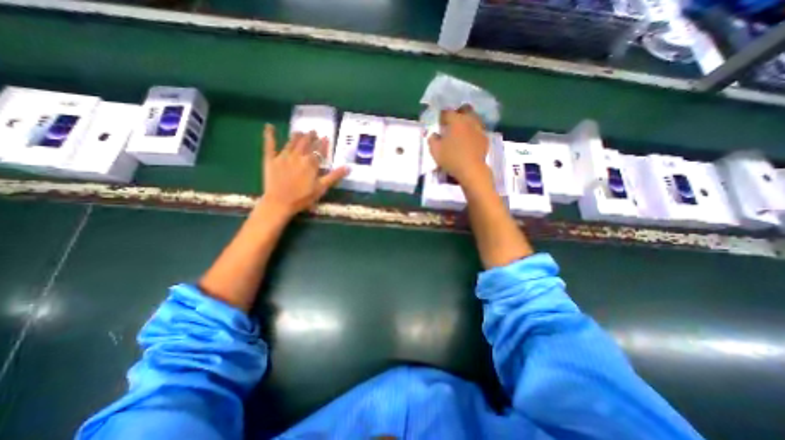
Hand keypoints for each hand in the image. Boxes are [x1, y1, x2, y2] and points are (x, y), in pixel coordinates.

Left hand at [260, 122, 347, 217]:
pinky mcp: (270, 160)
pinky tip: (269, 127)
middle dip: (310, 137)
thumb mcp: (321, 188)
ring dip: (297, 136)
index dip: (323, 144)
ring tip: (300, 131)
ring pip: (291, 142)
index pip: (319, 150)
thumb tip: (348, 167)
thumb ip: (334, 176)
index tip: (326, 137)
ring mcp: (283, 156)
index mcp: (310, 163)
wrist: (279, 203)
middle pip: (305, 143)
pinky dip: (269, 135)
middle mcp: (298, 156)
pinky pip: (270, 145)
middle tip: (313, 131)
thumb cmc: (303, 197)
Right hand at [429, 108, 488, 188]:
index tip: (439, 123)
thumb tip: (434, 134)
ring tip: (460, 132)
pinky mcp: (485, 138)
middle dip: (458, 113)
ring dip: (466, 122)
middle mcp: (469, 120)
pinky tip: (469, 140)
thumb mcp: (435, 150)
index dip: (441, 116)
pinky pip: (478, 130)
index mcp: (456, 120)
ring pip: (473, 118)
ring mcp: (479, 128)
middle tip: (451, 124)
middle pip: (464, 109)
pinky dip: (473, 132)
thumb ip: (432, 139)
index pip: (446, 112)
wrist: (471, 170)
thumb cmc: (451, 158)